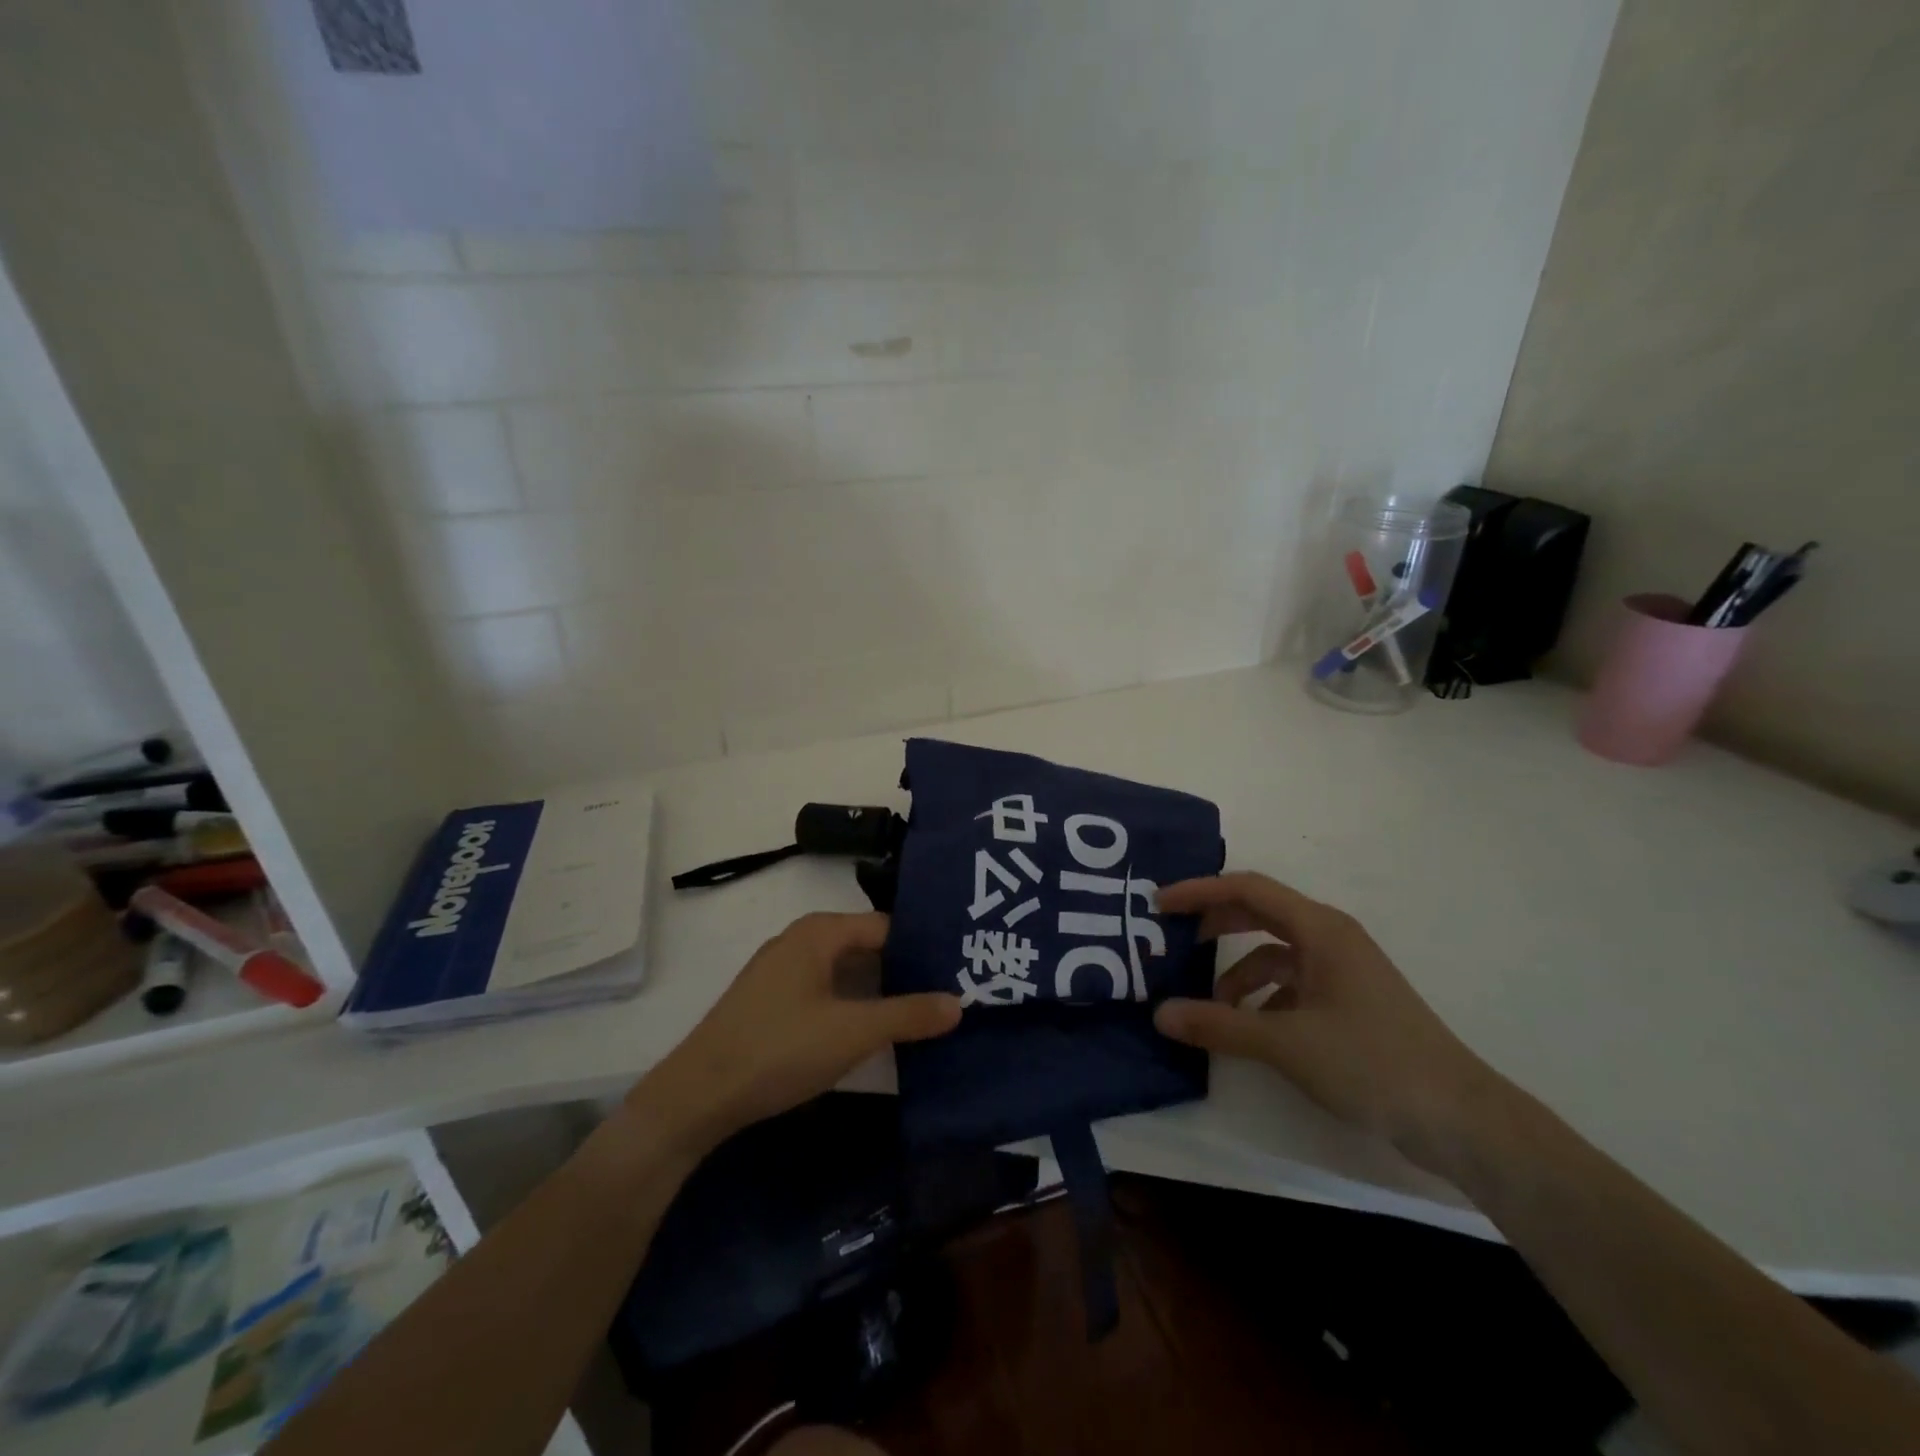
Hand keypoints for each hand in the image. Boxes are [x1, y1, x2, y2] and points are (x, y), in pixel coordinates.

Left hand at [638, 912, 961, 1150]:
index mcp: (819, 932)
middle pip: (867, 946)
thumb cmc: (779, 1050)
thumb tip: (959, 1002)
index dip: (923, 946)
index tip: (960, 968)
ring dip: (880, 991)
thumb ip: (908, 1015)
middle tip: (951, 992)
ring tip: (923, 1013)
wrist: (697, 1096)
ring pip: (846, 971)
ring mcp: (782, 971)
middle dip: (905, 970)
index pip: (886, 926)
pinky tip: (874, 1030)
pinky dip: (853, 1004)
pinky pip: (826, 990)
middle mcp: (800, 940)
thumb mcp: (853, 1033)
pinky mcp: (772, 1002)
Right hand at [1152, 873, 1502, 1164]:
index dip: (1199, 891)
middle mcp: (1330, 938)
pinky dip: (1264, 998)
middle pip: (1259, 913)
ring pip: (1275, 953)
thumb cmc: (1371, 1062)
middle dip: (1215, 924)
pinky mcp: (1349, 1001)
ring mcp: (1342, 970)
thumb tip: (1160, 1015)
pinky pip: (1292, 983)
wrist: (1460, 1118)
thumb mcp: (1285, 1042)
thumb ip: (1218, 1025)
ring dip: (1238, 972)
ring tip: (1210, 1006)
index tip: (1159, 905)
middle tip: (1173, 940)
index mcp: (1320, 928)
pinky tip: (1251, 1029)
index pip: (1247, 889)